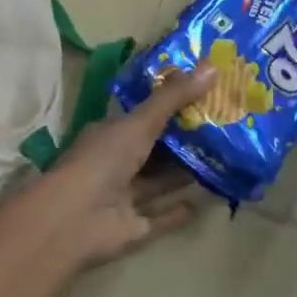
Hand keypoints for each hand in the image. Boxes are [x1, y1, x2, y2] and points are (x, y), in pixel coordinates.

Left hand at [7, 68, 215, 268]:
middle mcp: (115, 163)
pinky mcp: (132, 228)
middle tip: (221, 129)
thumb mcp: (140, 123)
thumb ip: (173, 98)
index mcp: (109, 134)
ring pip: (158, 183)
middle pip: (153, 150)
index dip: (169, 106)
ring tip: (220, 162)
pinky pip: (159, 218)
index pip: (142, 117)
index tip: (202, 97)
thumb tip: (212, 67)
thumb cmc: (103, 161)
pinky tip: (203, 203)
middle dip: (182, 141)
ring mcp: (122, 197)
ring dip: (183, 175)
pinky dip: (178, 212)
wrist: (75, 220)